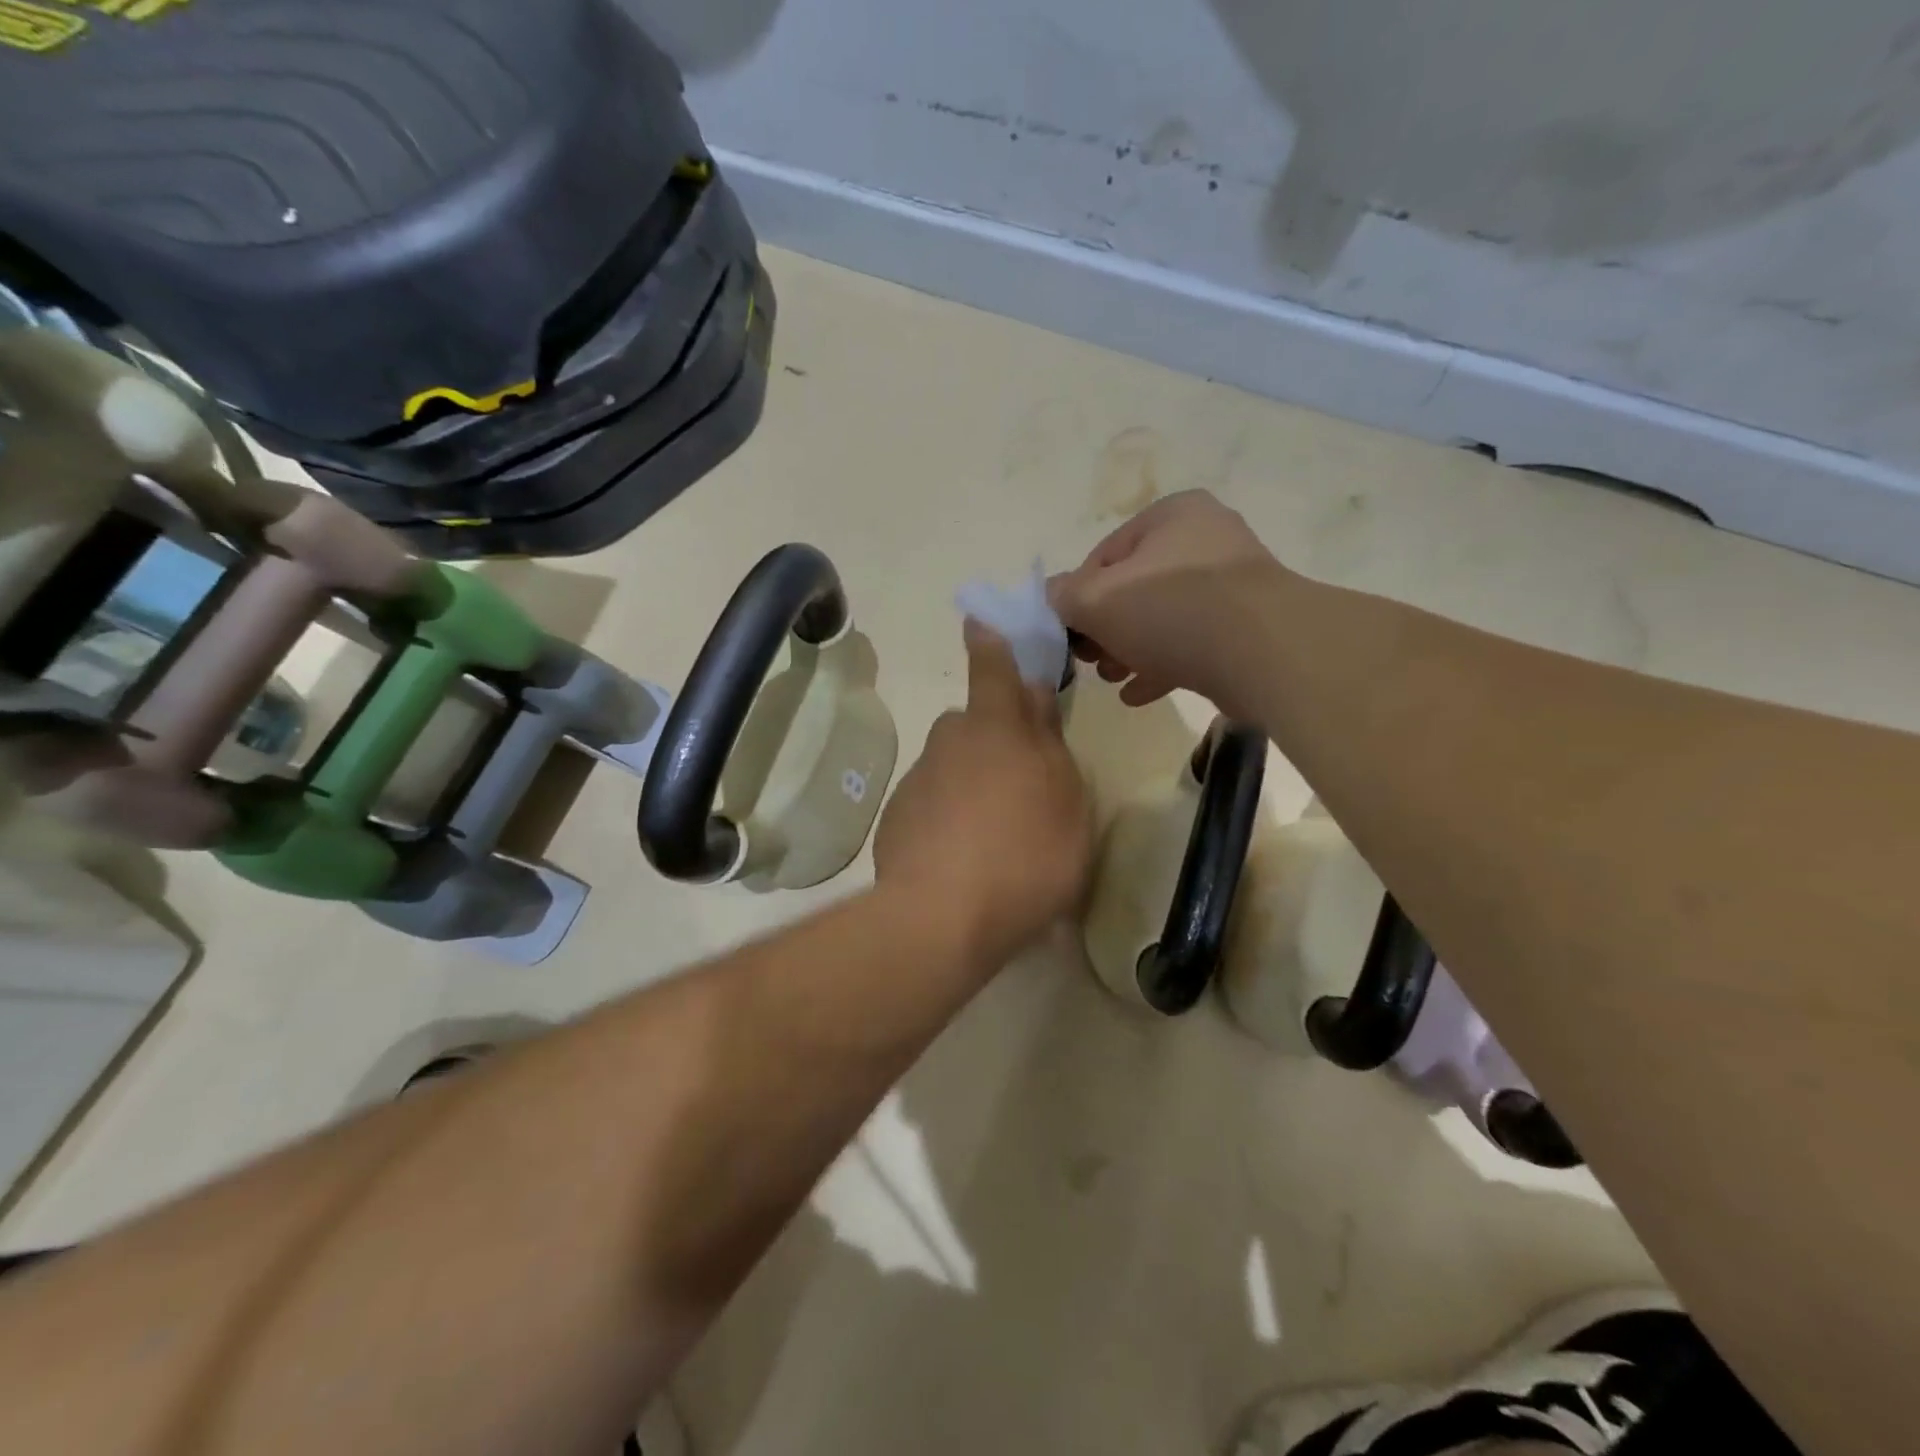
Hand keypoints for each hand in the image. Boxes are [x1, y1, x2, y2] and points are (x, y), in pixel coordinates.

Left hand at [874, 622, 1092, 968]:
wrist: (940, 917)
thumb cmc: (1026, 855)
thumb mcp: (1067, 803)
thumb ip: (1050, 745)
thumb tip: (1035, 699)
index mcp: (997, 728)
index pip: (994, 669)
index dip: (991, 643)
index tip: (979, 621)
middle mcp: (950, 741)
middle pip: (975, 726)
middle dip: (996, 740)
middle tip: (1022, 787)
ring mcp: (918, 780)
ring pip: (953, 767)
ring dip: (973, 786)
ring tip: (996, 840)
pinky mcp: (896, 818)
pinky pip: (932, 805)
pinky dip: (948, 820)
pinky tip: (962, 861)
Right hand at [1050, 490, 1280, 713]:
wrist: (1265, 652)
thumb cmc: (1170, 610)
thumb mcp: (1096, 601)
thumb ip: (1063, 597)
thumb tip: (1050, 597)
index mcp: (1171, 516)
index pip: (1104, 556)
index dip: (1078, 597)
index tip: (1069, 633)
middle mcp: (1205, 540)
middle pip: (1134, 588)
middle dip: (1105, 629)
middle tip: (1089, 659)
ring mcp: (1232, 585)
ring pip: (1163, 619)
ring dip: (1129, 649)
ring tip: (1111, 677)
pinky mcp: (1248, 628)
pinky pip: (1193, 643)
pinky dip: (1162, 665)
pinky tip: (1137, 694)